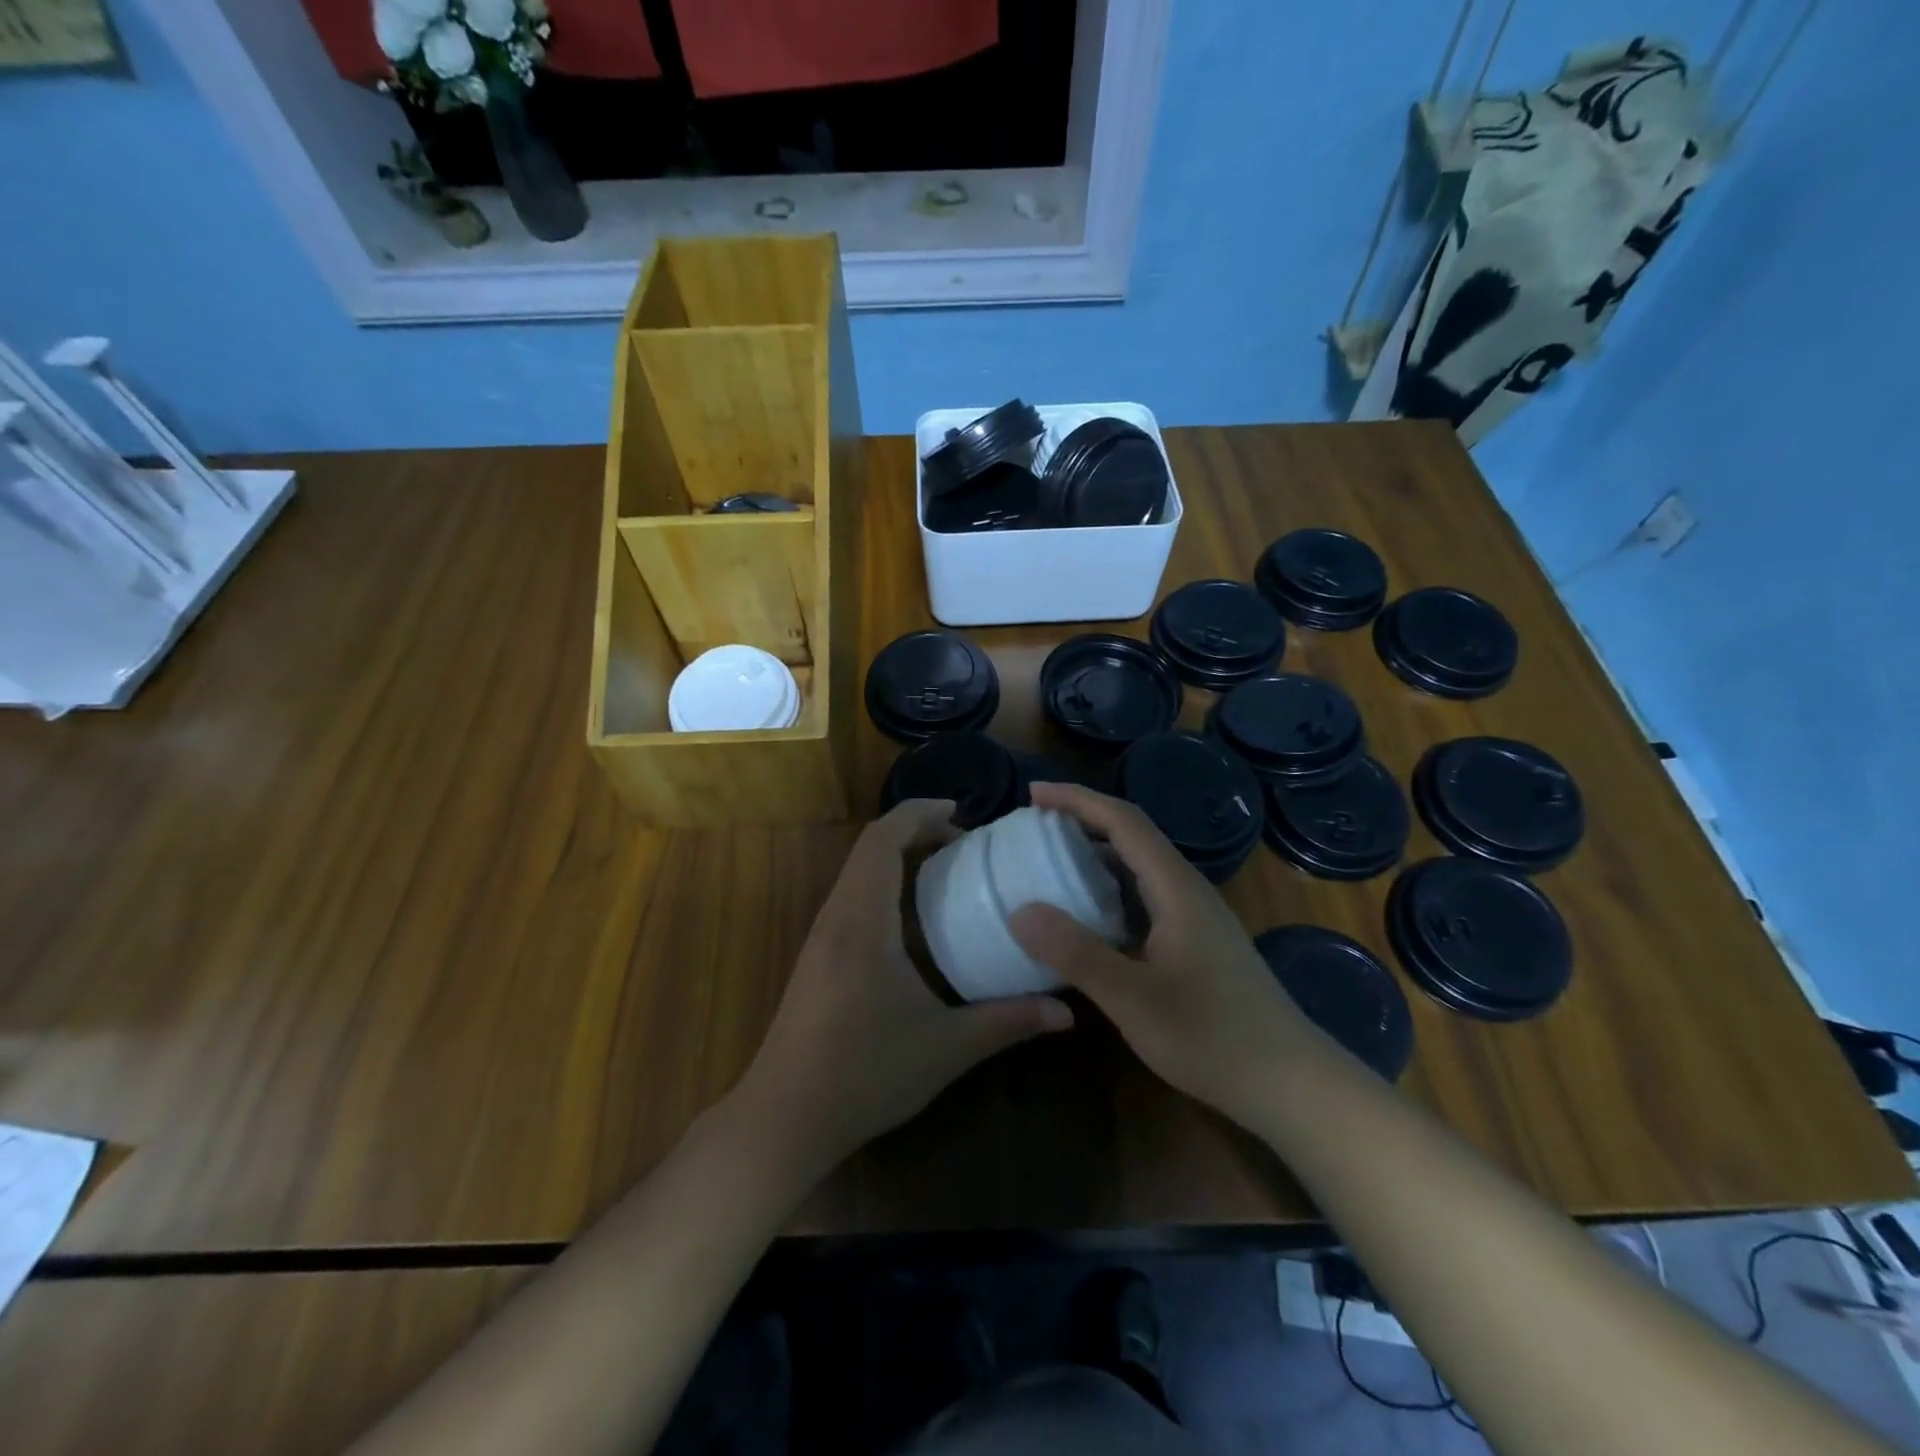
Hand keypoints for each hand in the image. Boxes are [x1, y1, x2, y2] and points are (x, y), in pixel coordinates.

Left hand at [739, 800, 1073, 1169]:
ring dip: (897, 858)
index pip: (882, 840)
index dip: (919, 813)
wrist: (784, 1119)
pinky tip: (913, 921)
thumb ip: (1008, 1022)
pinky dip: (883, 884)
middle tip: (964, 844)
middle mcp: (836, 917)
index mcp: (863, 921)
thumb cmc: (864, 1073)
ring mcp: (820, 939)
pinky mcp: (816, 960)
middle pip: (869, 848)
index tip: (961, 812)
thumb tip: (1066, 1012)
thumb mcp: (947, 1047)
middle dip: (915, 831)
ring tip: (945, 872)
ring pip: (857, 873)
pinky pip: (851, 897)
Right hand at [1009, 783, 1317, 1124]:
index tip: (1033, 794)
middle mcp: (1187, 890)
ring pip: (1138, 868)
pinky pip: (1143, 898)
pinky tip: (1085, 918)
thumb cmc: (1213, 1037)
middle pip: (1131, 836)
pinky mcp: (1195, 942)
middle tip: (1032, 829)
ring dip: (1094, 856)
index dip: (1077, 800)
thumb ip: (1077, 953)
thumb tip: (1020, 911)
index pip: (1124, 820)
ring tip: (1049, 865)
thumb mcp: (1134, 999)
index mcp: (1176, 888)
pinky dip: (1107, 891)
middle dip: (1081, 822)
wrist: (1290, 1083)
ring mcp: (1194, 917)